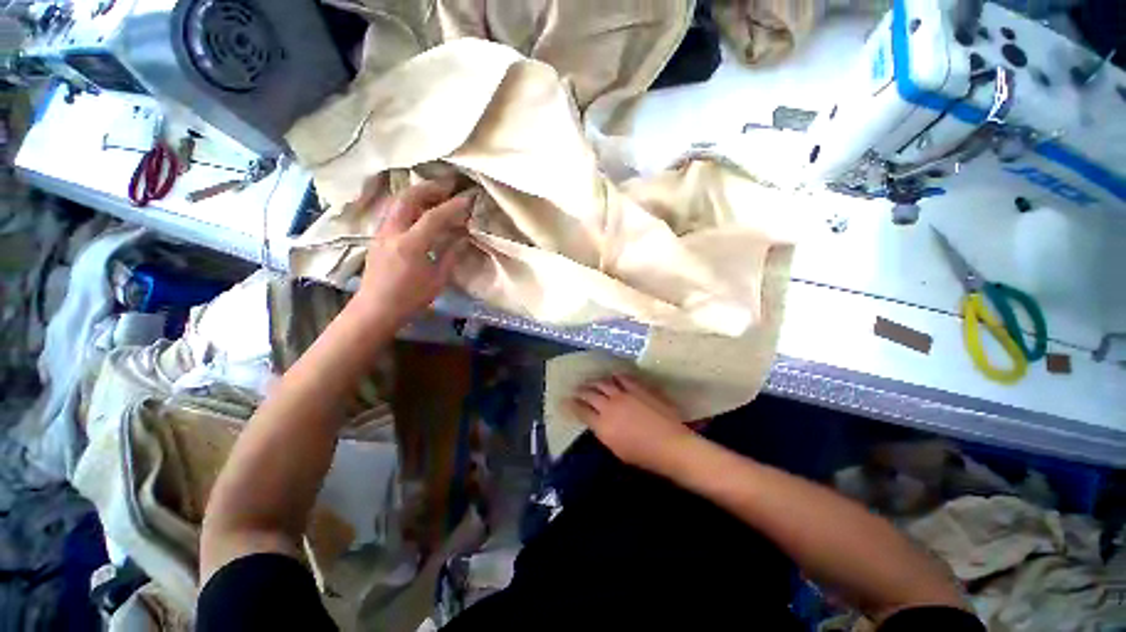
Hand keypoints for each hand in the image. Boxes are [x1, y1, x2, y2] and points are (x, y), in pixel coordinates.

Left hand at [351, 176, 473, 327]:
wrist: (375, 309)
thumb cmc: (410, 299)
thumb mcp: (437, 280)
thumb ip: (451, 255)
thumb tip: (463, 238)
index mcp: (410, 245)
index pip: (433, 217)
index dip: (453, 206)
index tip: (468, 199)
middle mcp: (392, 232)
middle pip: (408, 198)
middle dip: (429, 188)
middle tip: (448, 187)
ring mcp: (381, 233)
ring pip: (397, 202)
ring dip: (417, 194)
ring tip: (436, 195)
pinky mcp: (377, 237)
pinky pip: (393, 212)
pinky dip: (409, 205)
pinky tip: (420, 212)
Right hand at [571, 375, 693, 472]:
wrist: (671, 445)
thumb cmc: (644, 455)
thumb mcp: (617, 449)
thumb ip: (604, 432)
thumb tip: (597, 421)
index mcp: (602, 425)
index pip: (580, 410)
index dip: (571, 404)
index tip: (565, 400)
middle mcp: (609, 406)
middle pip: (589, 393)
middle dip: (580, 390)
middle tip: (577, 389)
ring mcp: (624, 394)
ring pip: (603, 382)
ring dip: (595, 381)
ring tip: (592, 381)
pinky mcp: (638, 388)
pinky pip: (623, 377)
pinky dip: (615, 376)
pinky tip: (613, 376)